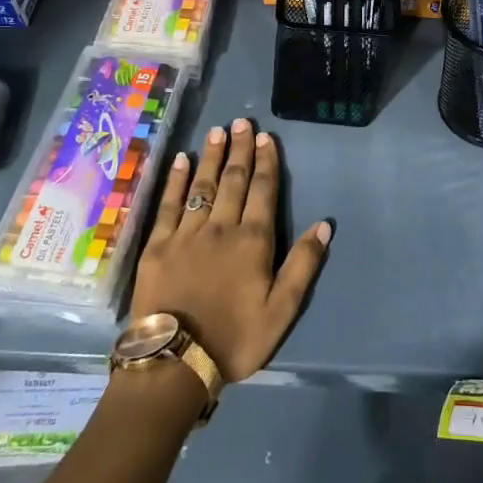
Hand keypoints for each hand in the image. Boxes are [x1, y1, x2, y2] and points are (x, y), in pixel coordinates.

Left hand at [130, 118, 331, 382]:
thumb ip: (303, 265)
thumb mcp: (282, 310)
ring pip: (203, 186)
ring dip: (212, 156)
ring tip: (217, 131)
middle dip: (239, 150)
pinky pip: (169, 204)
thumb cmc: (235, 338)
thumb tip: (324, 225)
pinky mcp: (158, 244)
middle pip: (233, 180)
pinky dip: (177, 180)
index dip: (266, 162)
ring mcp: (186, 233)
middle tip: (242, 122)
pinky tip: (182, 161)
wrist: (176, 361)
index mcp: (253, 241)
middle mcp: (221, 228)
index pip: (262, 191)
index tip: (266, 137)